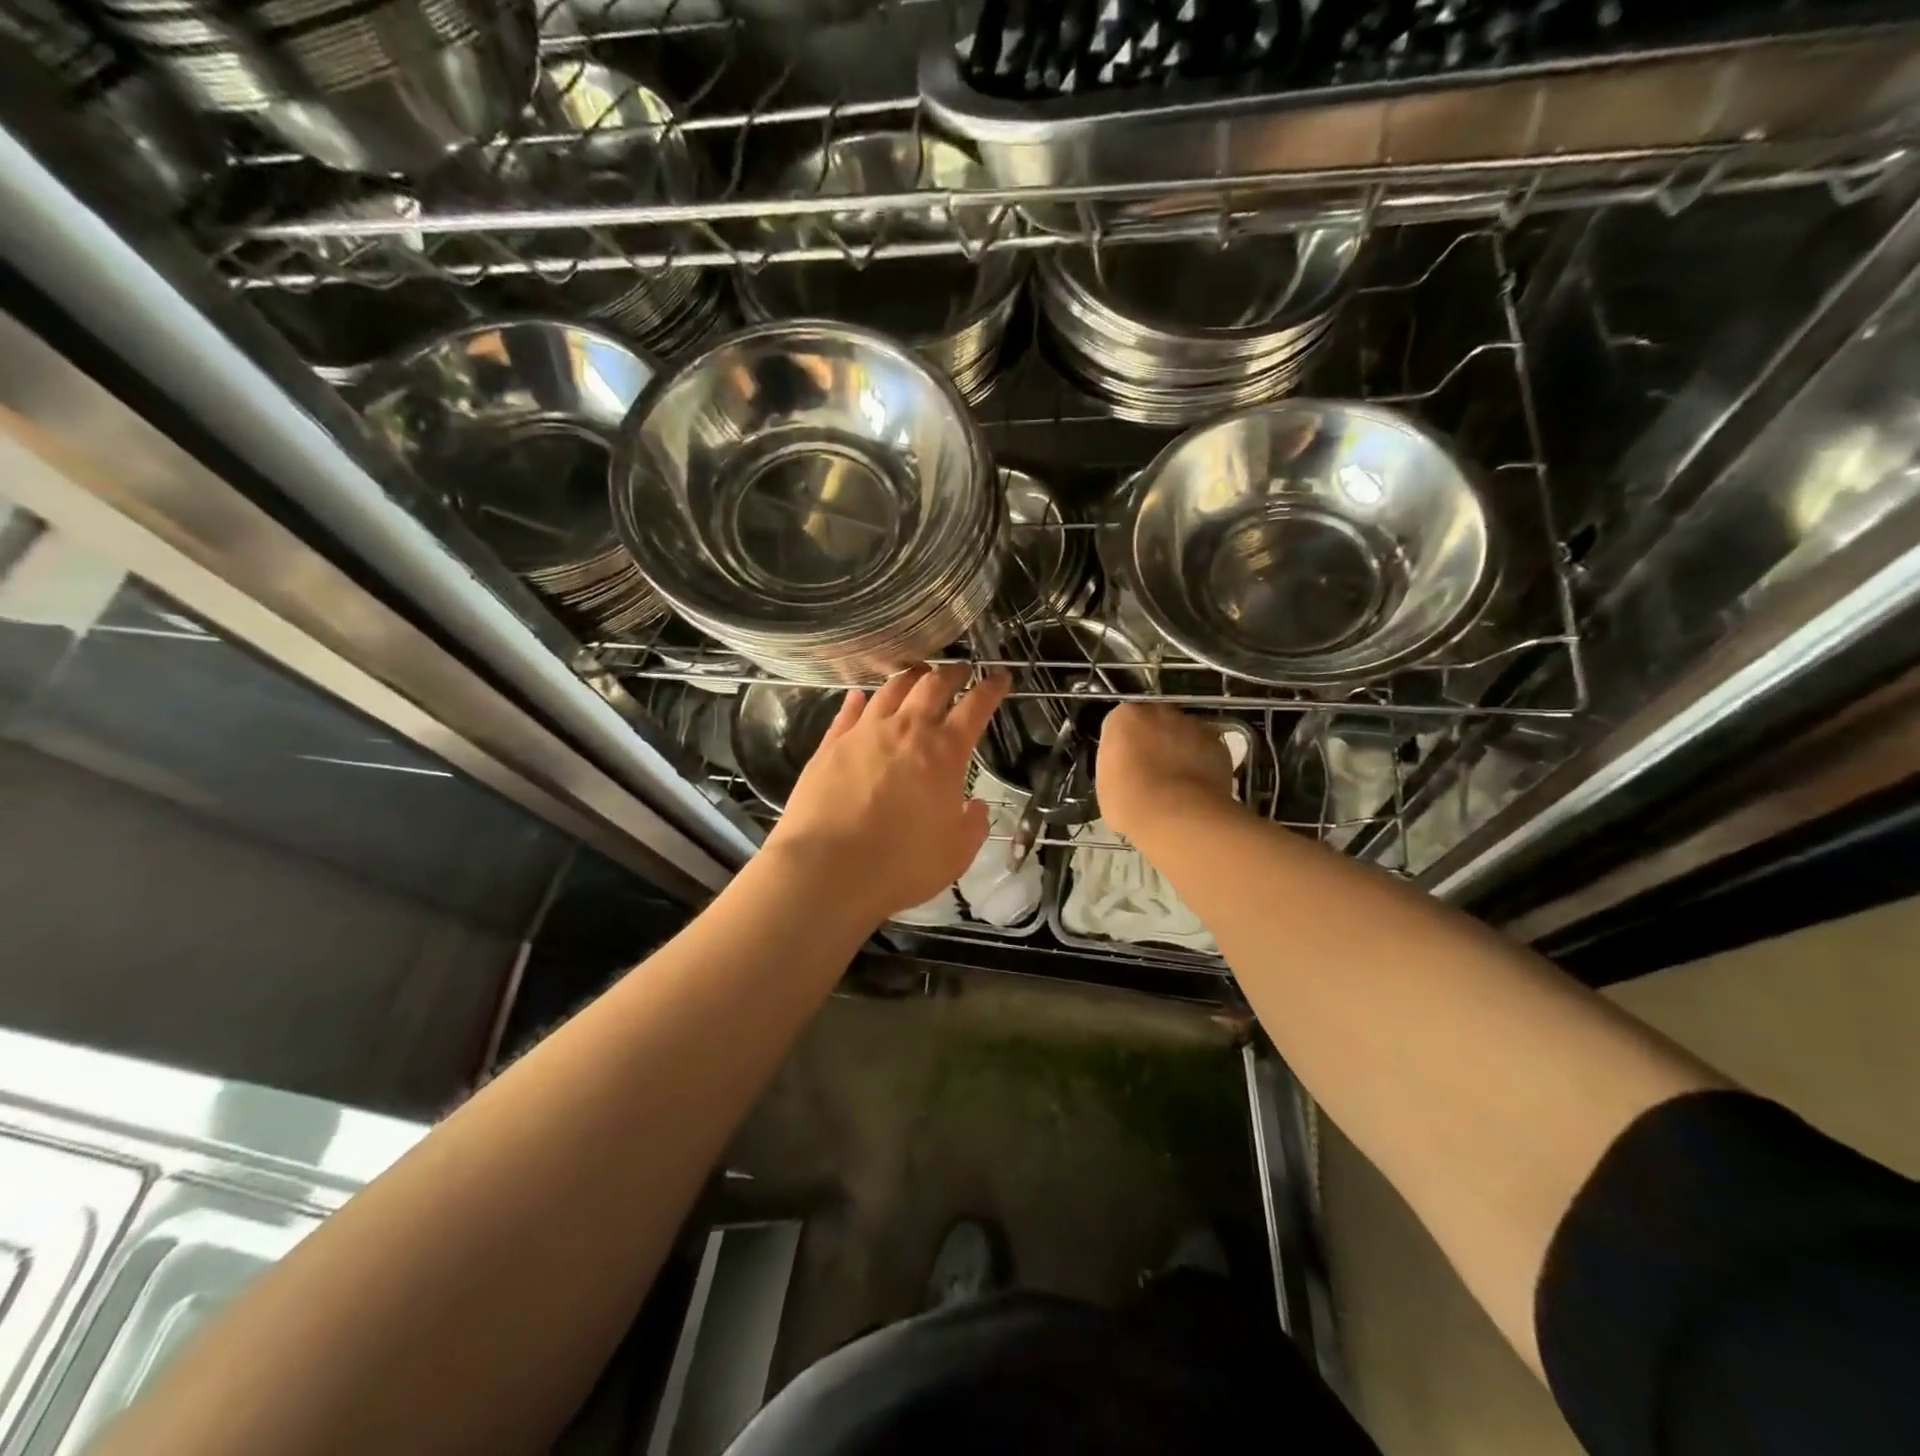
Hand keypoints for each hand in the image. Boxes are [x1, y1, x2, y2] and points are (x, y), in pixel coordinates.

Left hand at [767, 664, 1009, 922]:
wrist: (827, 869)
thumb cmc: (901, 865)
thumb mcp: (955, 854)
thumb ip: (972, 826)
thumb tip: (975, 807)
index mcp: (944, 753)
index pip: (976, 707)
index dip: (991, 688)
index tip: (1000, 677)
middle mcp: (906, 730)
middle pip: (932, 685)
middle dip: (951, 672)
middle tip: (960, 669)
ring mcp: (864, 733)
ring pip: (890, 690)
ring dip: (909, 677)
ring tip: (917, 673)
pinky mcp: (830, 745)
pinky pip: (849, 712)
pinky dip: (860, 699)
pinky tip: (860, 695)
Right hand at [1096, 703, 1234, 840]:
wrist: (1179, 816)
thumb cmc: (1131, 801)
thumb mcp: (1105, 785)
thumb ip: (1115, 766)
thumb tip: (1126, 770)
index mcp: (1125, 717)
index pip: (1121, 724)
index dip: (1123, 747)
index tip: (1124, 767)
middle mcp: (1160, 712)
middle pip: (1154, 722)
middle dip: (1153, 742)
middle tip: (1150, 773)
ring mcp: (1194, 726)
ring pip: (1183, 734)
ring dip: (1179, 751)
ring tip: (1176, 785)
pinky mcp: (1219, 745)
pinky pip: (1205, 751)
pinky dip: (1202, 764)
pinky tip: (1196, 790)